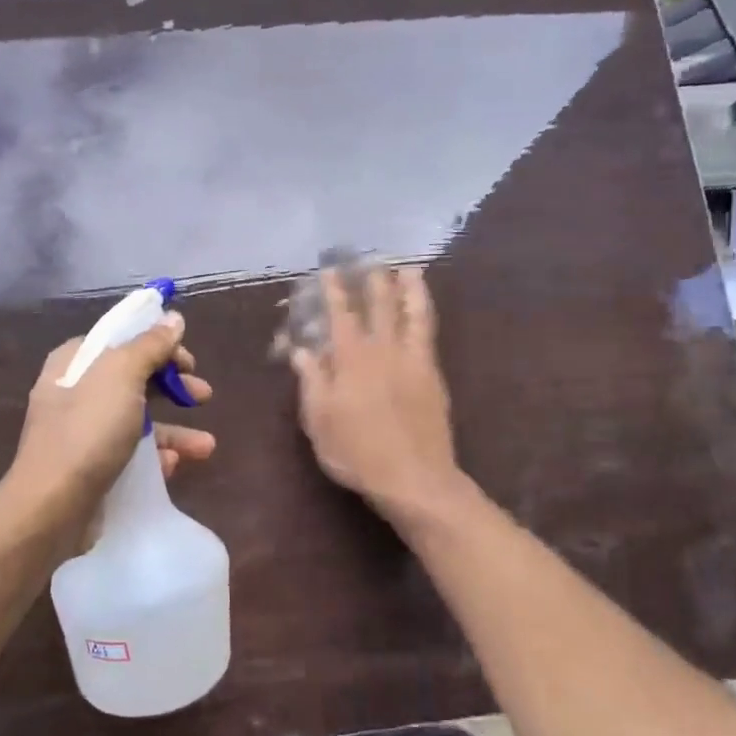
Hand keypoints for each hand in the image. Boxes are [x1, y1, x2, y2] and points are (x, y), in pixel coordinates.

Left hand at [9, 313, 215, 517]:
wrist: (53, 506)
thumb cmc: (88, 430)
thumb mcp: (122, 375)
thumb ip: (150, 345)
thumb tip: (173, 318)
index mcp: (76, 362)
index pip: (122, 340)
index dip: (158, 344)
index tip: (189, 361)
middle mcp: (76, 393)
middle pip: (134, 379)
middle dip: (173, 387)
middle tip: (203, 396)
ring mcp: (83, 432)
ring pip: (138, 420)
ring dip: (175, 430)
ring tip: (206, 446)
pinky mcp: (92, 467)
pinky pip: (131, 454)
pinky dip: (156, 457)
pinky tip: (174, 466)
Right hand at [288, 264, 461, 517]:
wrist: (414, 478)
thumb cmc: (357, 452)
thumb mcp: (320, 420)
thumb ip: (312, 381)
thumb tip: (302, 350)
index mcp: (352, 359)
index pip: (342, 315)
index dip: (335, 291)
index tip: (330, 270)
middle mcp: (384, 350)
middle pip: (381, 305)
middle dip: (374, 279)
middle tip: (371, 258)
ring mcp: (413, 360)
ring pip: (413, 313)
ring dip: (410, 288)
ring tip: (409, 269)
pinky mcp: (433, 375)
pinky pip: (429, 333)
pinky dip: (425, 314)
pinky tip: (423, 309)